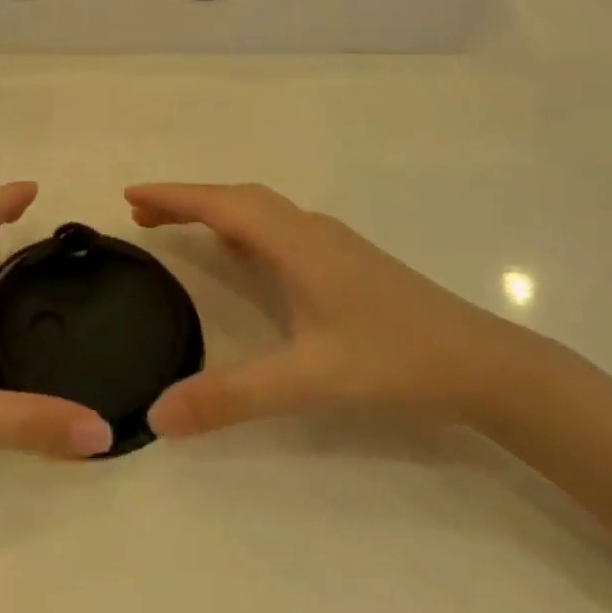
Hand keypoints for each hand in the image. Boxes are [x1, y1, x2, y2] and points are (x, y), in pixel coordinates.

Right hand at [127, 183, 529, 437]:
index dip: (174, 197)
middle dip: (188, 201)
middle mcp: (310, 230)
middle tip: (143, 216)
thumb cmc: (392, 360)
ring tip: (180, 228)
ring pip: (262, 211)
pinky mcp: (346, 261)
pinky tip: (244, 256)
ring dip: (217, 211)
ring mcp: (332, 243)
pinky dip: (245, 228)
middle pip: (238, 199)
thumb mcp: (307, 381)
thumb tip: (158, 417)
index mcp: (295, 243)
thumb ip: (231, 397)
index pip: (222, 205)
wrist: (480, 362)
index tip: (130, 195)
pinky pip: (279, 228)